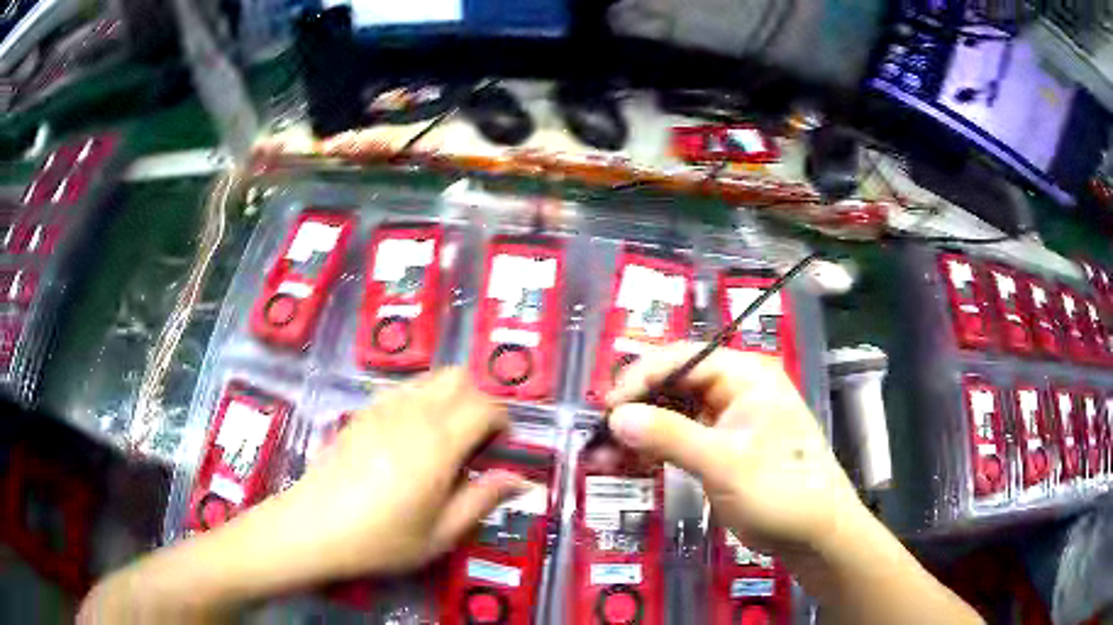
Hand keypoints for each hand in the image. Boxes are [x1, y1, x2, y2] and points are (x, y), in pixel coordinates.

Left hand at [243, 368, 526, 579]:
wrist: (313, 528)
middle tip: (474, 443)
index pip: (485, 405)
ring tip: (443, 442)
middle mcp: (412, 414)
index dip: (502, 422)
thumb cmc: (380, 539)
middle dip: (477, 401)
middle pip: (458, 377)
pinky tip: (408, 442)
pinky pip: (401, 390)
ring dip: (448, 399)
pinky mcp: (361, 412)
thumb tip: (520, 480)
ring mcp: (382, 408)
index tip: (500, 450)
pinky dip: (419, 402)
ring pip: (429, 379)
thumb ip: (482, 500)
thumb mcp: (440, 534)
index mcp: (437, 443)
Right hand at [606, 342, 863, 552]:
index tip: (607, 409)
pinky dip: (653, 450)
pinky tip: (628, 465)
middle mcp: (735, 389)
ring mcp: (728, 419)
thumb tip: (616, 416)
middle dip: (635, 410)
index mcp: (744, 375)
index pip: (682, 360)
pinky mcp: (721, 447)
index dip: (640, 379)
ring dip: (639, 433)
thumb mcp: (724, 464)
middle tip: (600, 438)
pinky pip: (680, 438)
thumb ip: (670, 436)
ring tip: (603, 457)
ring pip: (672, 413)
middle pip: (674, 385)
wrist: (814, 533)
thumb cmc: (779, 490)